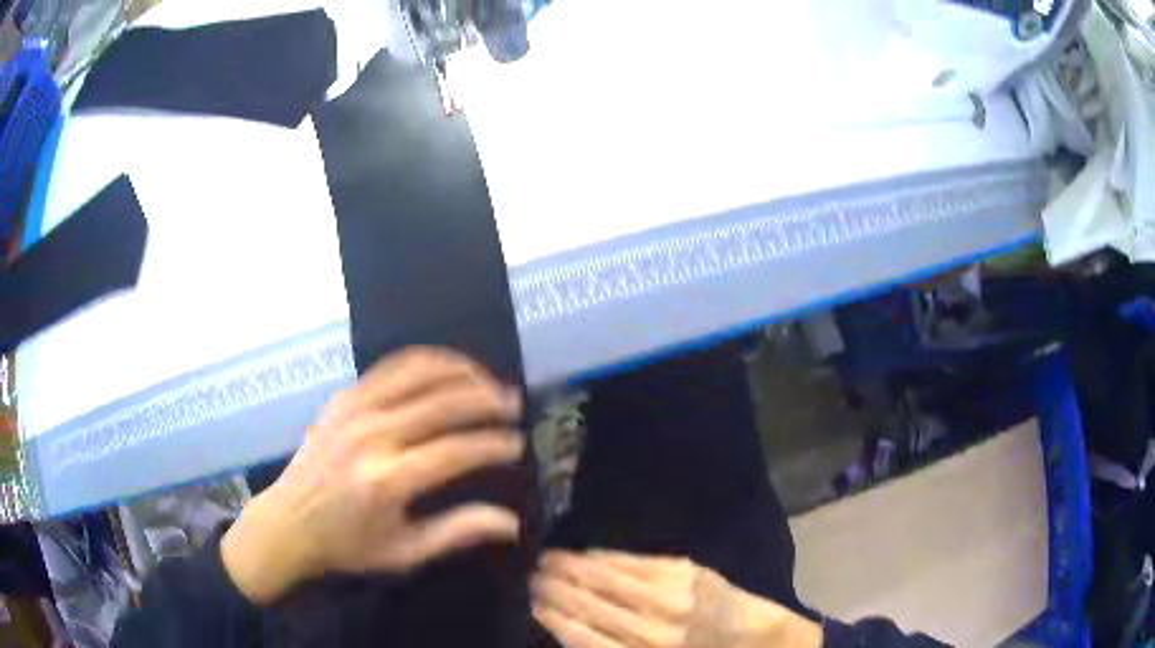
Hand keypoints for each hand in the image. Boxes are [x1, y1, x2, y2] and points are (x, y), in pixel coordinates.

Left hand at [222, 347, 525, 603]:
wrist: (288, 521)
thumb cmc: (349, 545)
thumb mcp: (405, 552)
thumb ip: (457, 532)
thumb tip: (511, 522)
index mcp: (387, 481)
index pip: (455, 451)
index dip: (493, 445)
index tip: (518, 444)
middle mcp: (371, 436)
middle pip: (442, 403)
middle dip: (486, 400)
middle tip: (514, 405)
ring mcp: (353, 409)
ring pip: (418, 373)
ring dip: (460, 371)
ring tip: (487, 380)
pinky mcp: (343, 397)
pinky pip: (391, 367)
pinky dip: (425, 362)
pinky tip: (446, 369)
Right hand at [532, 550, 821, 647]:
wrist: (754, 637)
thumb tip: (568, 629)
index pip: (582, 635)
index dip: (552, 617)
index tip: (530, 602)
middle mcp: (653, 627)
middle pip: (590, 604)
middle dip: (555, 589)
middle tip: (530, 576)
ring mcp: (670, 594)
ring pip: (607, 579)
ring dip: (572, 568)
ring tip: (546, 559)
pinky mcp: (685, 570)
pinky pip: (634, 562)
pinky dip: (605, 558)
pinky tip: (586, 554)